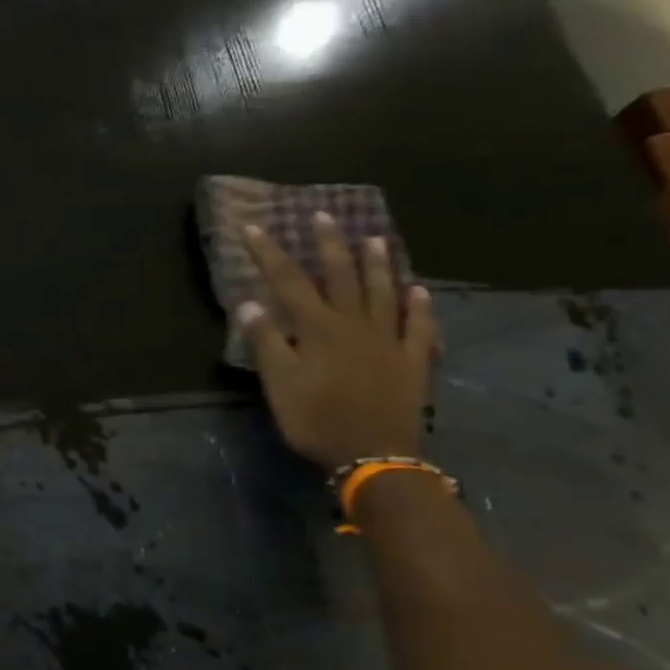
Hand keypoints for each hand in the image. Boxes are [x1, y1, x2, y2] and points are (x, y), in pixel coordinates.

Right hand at [236, 213, 436, 471]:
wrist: (374, 454)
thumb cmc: (317, 419)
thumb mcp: (279, 384)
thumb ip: (266, 341)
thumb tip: (249, 302)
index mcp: (318, 328)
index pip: (289, 281)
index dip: (269, 253)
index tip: (253, 226)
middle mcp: (355, 324)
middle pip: (341, 276)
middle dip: (328, 244)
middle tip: (323, 215)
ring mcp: (389, 340)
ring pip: (383, 292)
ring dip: (377, 264)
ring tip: (374, 238)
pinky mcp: (412, 360)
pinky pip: (418, 326)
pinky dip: (419, 306)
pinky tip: (419, 291)